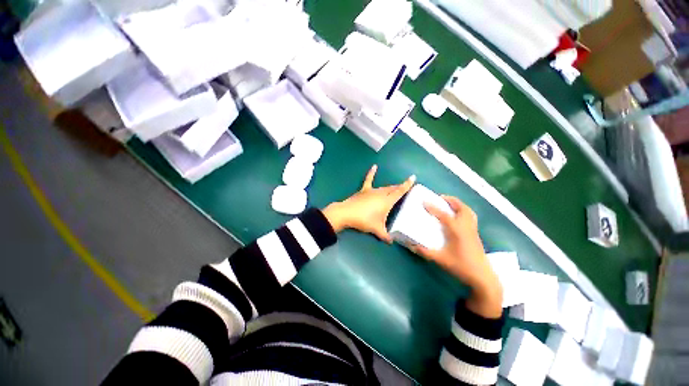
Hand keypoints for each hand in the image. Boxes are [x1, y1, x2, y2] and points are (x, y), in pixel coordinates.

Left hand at [323, 165, 414, 241]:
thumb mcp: (376, 229)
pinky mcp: (363, 190)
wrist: (347, 214)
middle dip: (399, 188)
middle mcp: (381, 193)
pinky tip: (374, 166)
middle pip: (392, 189)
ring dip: (389, 187)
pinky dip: (371, 173)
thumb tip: (391, 242)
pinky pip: (368, 180)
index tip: (413, 177)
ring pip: (384, 187)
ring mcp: (372, 191)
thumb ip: (385, 236)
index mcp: (387, 201)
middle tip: (404, 188)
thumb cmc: (364, 220)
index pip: (399, 192)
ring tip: (394, 187)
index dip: (407, 185)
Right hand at [410, 196, 502, 317]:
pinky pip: (470, 217)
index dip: (433, 207)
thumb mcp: (440, 259)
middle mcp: (466, 227)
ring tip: (449, 204)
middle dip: (450, 200)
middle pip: (461, 208)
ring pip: (468, 211)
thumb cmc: (461, 267)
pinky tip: (457, 217)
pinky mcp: (476, 234)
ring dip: (458, 204)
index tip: (424, 201)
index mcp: (457, 231)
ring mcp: (473, 230)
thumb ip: (425, 252)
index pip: (444, 215)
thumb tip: (411, 245)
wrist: (483, 277)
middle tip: (440, 198)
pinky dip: (464, 211)